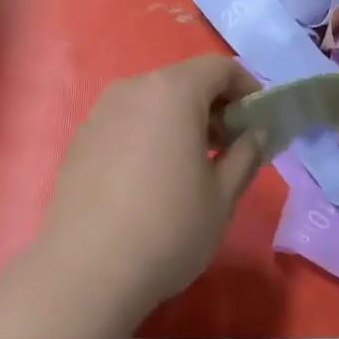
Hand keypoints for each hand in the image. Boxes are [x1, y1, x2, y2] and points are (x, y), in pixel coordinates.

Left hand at [38, 56, 263, 312]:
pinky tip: (151, 179)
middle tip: (230, 149)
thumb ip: (246, 154)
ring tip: (192, 166)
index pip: (219, 67)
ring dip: (180, 120)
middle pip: (184, 81)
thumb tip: (256, 133)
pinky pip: (126, 122)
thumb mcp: (223, 196)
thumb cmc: (169, 229)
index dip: (247, 88)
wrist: (87, 271)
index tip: (258, 123)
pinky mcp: (80, 139)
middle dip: (213, 106)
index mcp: (172, 91)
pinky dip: (149, 134)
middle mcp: (132, 88)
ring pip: (152, 101)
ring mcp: (100, 112)